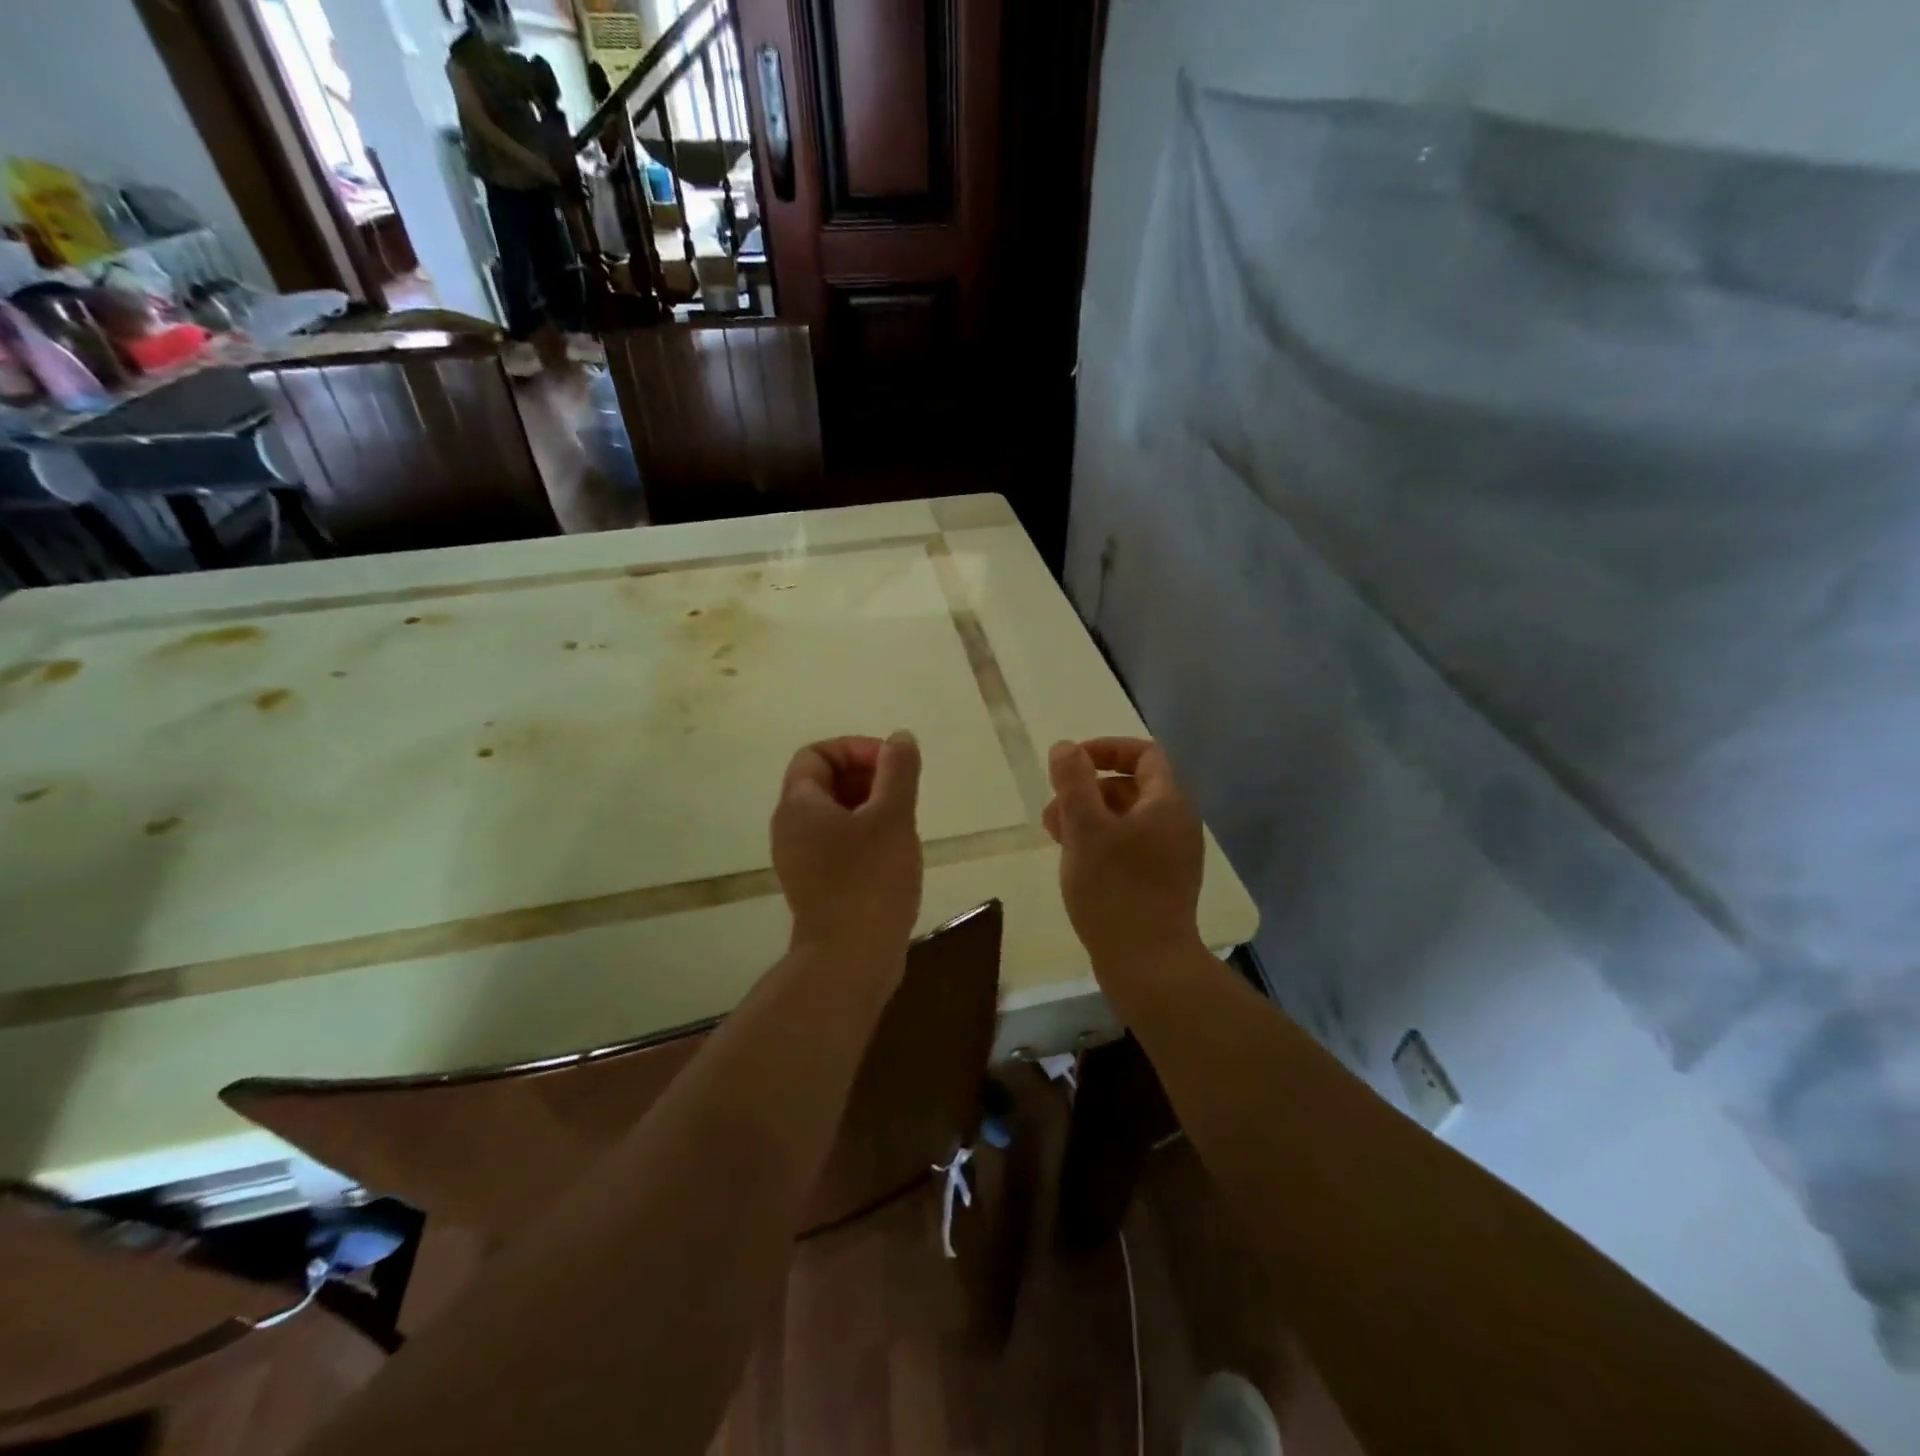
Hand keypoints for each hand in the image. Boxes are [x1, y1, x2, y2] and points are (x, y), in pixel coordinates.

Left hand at [771, 733, 922, 967]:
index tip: (893, 766)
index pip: (817, 754)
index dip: (856, 749)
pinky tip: (895, 852)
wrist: (850, 961)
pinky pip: (839, 843)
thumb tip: (900, 737)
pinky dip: (865, 835)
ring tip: (904, 822)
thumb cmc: (870, 881)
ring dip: (870, 806)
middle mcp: (791, 828)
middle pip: (824, 782)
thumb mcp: (892, 817)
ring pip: (835, 814)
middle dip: (867, 776)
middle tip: (903, 793)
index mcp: (799, 805)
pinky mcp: (817, 885)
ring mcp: (801, 860)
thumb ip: (898, 771)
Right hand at [1043, 737, 1205, 970]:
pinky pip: (1130, 847)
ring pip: (1127, 820)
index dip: (1106, 749)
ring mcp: (1172, 857)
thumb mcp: (1085, 828)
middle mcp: (1177, 825)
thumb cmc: (1114, 889)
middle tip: (1053, 810)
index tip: (1070, 763)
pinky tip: (1075, 862)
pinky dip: (1101, 843)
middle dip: (1088, 789)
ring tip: (1054, 836)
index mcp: (1167, 803)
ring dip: (1089, 818)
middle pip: (1132, 787)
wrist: (1148, 965)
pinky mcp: (1162, 884)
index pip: (1144, 754)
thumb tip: (1066, 747)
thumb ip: (1074, 782)